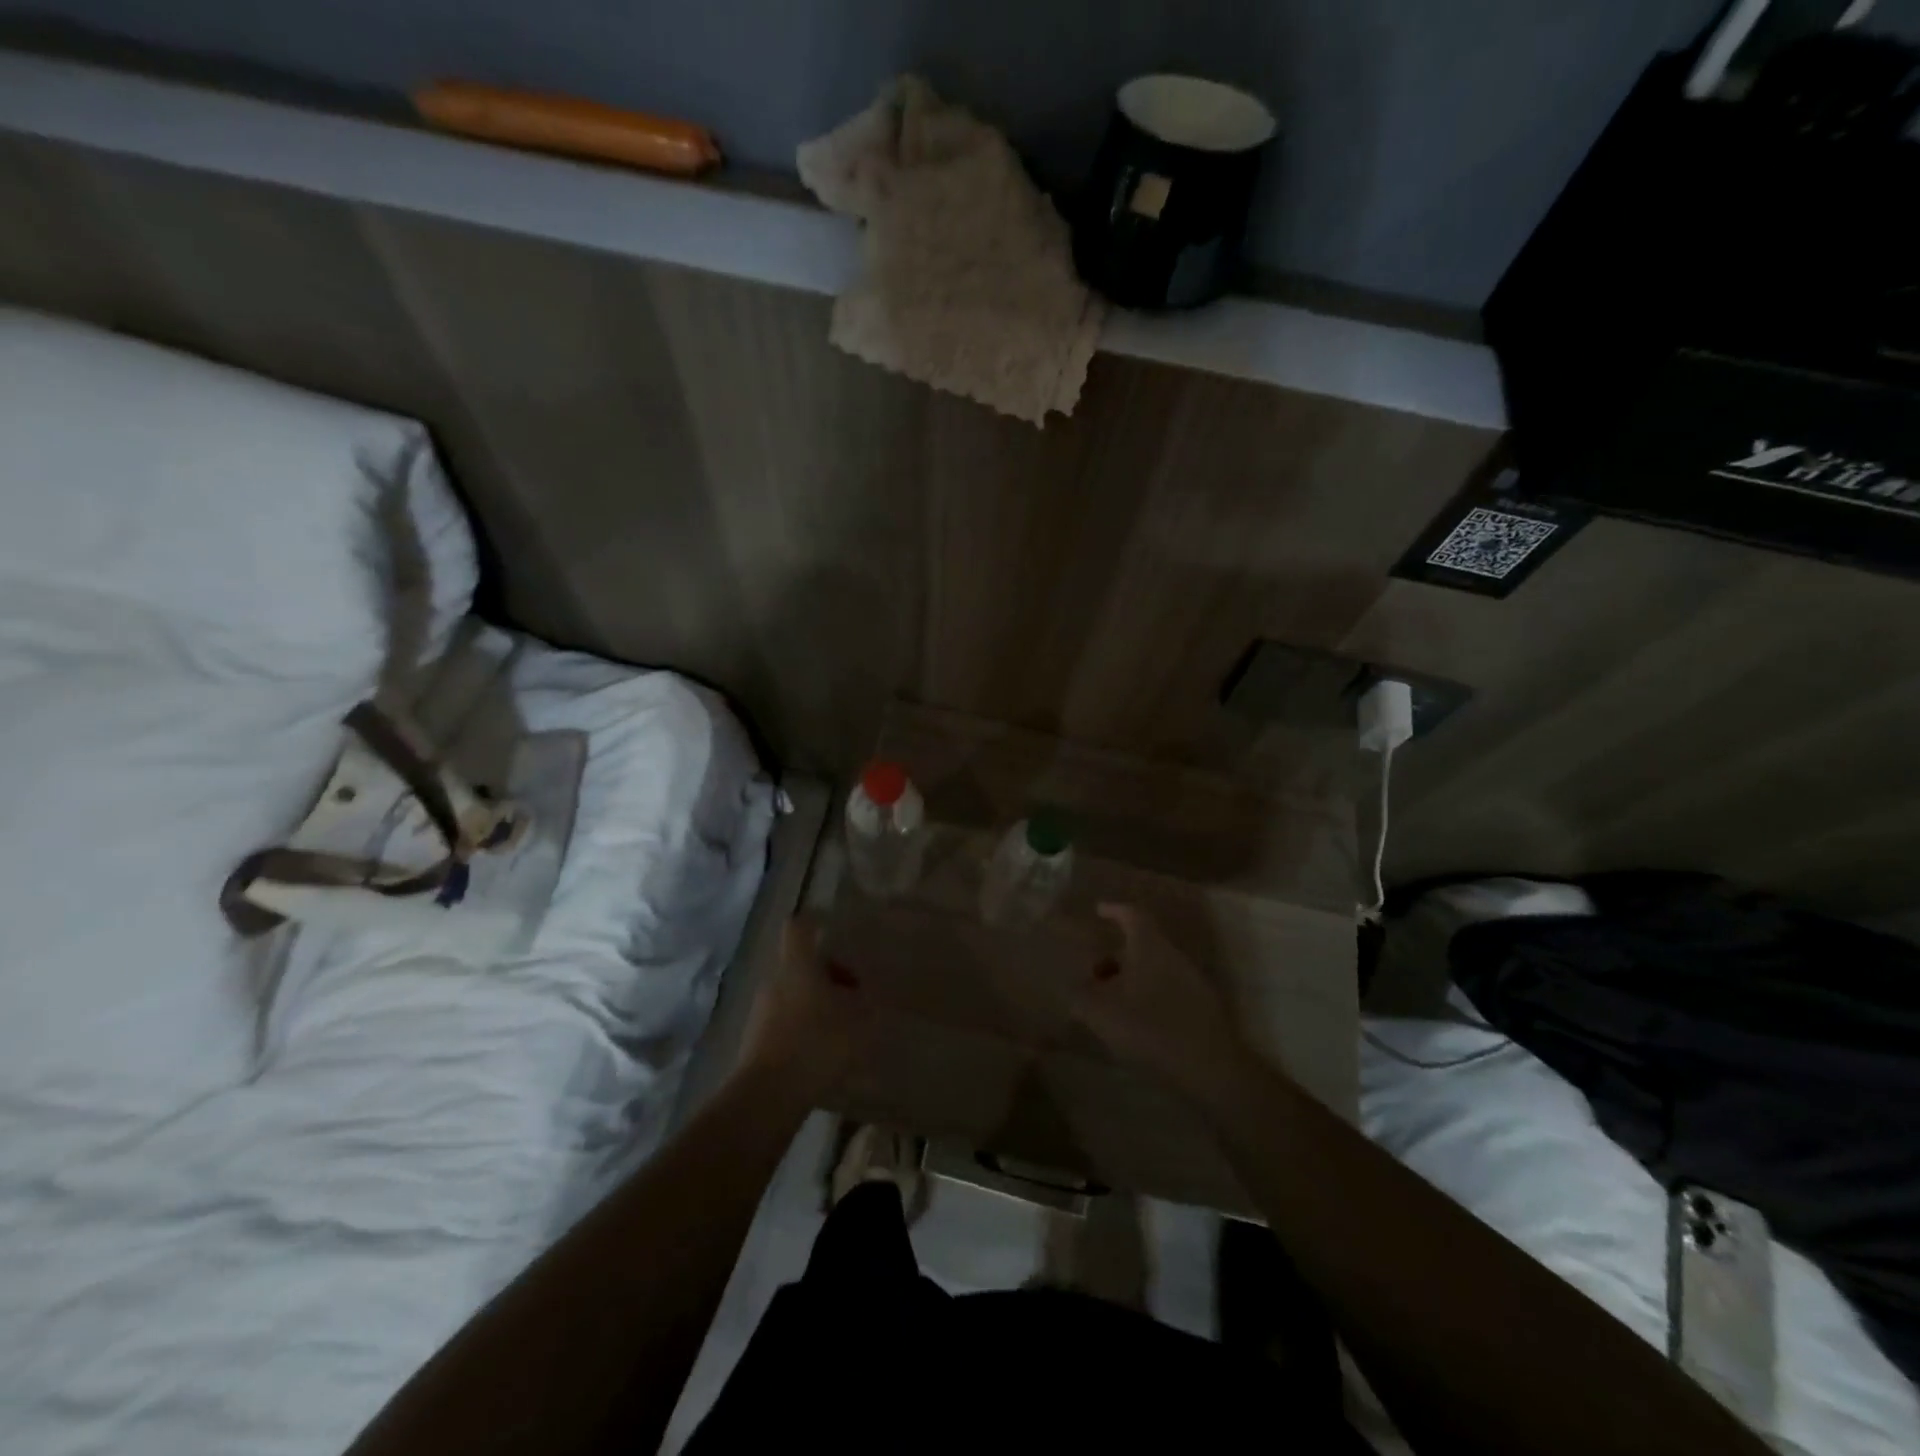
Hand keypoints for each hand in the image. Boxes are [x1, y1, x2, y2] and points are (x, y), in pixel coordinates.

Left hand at [736, 917, 868, 1102]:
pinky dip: (803, 1028)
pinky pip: (784, 1021)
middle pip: (800, 963)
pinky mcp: (755, 1040)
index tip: (834, 929)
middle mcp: (775, 980)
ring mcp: (761, 1011)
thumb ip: (866, 1003)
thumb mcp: (858, 1022)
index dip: (815, 922)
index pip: (798, 926)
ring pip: (792, 993)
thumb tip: (869, 993)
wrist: (767, 1096)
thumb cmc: (816, 1044)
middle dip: (827, 974)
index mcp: (797, 965)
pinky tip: (822, 1053)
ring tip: (842, 1028)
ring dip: (815, 1003)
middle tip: (854, 995)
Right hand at [1071, 903, 1250, 1110]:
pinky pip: (1169, 991)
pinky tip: (1139, 1024)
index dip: (1114, 910)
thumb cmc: (1150, 1028)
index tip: (1099, 910)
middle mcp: (1174, 956)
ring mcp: (1193, 982)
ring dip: (1133, 979)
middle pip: (1143, 945)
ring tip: (1112, 1004)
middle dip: (1117, 956)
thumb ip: (1081, 994)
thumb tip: (1074, 985)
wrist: (1210, 1068)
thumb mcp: (1100, 1012)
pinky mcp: (1204, 1009)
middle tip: (1096, 974)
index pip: (1132, 915)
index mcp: (1149, 946)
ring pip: (1156, 969)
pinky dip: (1150, 997)